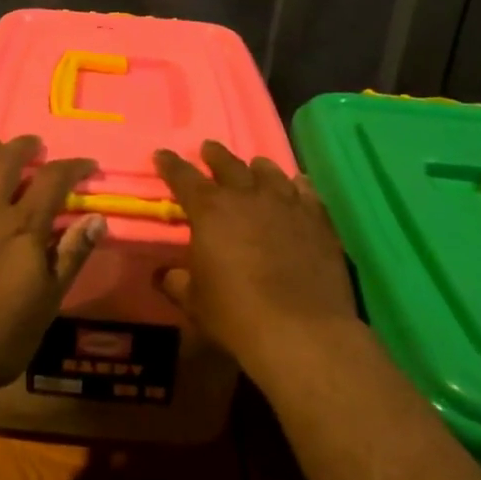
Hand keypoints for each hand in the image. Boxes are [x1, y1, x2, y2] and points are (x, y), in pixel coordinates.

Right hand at [153, 141, 360, 372]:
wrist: (301, 330)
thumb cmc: (236, 314)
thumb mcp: (194, 302)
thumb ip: (177, 282)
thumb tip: (164, 275)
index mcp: (210, 211)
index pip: (184, 177)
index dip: (170, 165)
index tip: (162, 154)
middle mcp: (247, 197)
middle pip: (228, 165)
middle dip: (215, 156)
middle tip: (208, 149)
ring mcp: (287, 205)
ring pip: (270, 173)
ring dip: (258, 167)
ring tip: (255, 164)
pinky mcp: (318, 221)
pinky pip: (306, 193)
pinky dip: (298, 186)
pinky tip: (298, 185)